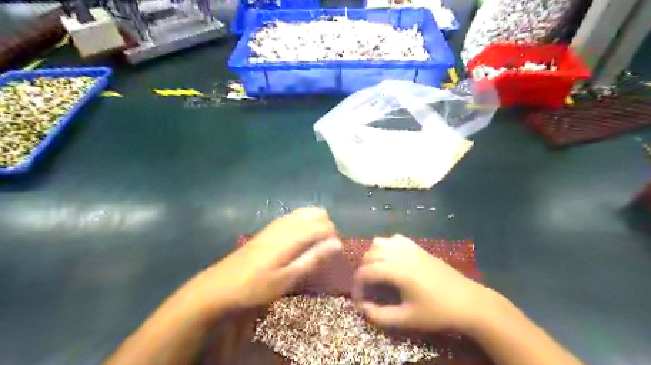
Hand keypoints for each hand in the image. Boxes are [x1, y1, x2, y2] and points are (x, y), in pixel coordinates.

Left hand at [187, 208, 340, 316]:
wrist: (220, 285)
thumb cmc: (256, 286)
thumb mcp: (287, 278)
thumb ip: (313, 259)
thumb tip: (337, 244)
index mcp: (292, 236)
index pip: (323, 225)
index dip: (334, 237)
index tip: (335, 254)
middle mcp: (286, 224)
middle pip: (317, 214)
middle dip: (328, 228)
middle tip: (326, 250)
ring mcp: (276, 224)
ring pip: (305, 213)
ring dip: (316, 224)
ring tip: (316, 244)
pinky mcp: (269, 228)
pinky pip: (294, 216)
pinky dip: (305, 222)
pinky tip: (301, 238)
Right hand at [353, 235, 490, 331]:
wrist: (468, 302)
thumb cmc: (437, 312)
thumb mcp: (407, 319)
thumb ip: (381, 315)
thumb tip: (363, 308)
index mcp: (397, 271)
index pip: (366, 272)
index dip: (357, 285)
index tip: (358, 299)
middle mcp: (400, 254)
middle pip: (369, 255)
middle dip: (362, 271)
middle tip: (366, 288)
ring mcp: (410, 247)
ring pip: (379, 242)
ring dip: (371, 256)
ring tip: (375, 272)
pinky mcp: (418, 247)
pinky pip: (395, 239)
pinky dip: (386, 246)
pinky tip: (390, 259)